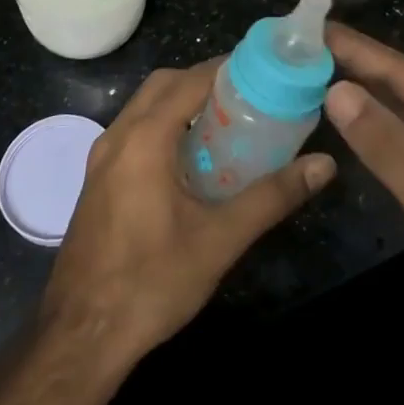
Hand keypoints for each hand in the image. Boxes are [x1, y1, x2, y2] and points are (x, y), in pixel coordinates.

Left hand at [40, 61, 335, 366]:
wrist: (80, 336)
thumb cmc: (151, 282)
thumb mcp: (220, 240)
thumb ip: (272, 196)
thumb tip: (323, 165)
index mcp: (144, 139)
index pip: (189, 80)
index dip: (226, 68)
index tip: (264, 69)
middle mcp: (117, 137)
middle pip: (164, 84)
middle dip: (204, 79)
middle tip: (248, 94)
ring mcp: (100, 158)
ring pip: (145, 106)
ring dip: (182, 101)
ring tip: (226, 120)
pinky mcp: (96, 180)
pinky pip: (134, 130)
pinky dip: (164, 124)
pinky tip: (191, 158)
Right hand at [324, 24, 403, 382]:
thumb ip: (390, 149)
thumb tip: (337, 89)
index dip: (360, 49)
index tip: (315, 29)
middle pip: (403, 85)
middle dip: (357, 64)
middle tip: (304, 46)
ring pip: (402, 112)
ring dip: (363, 92)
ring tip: (315, 72)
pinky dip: (374, 127)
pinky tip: (347, 122)